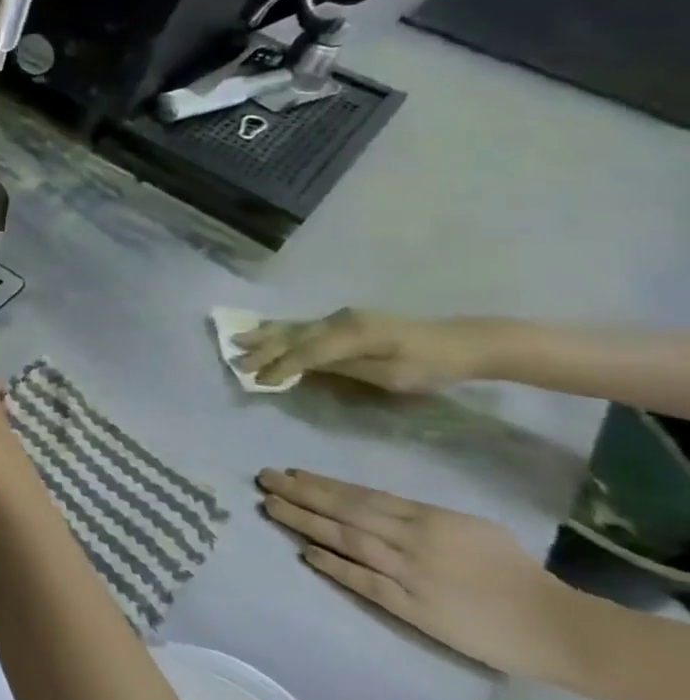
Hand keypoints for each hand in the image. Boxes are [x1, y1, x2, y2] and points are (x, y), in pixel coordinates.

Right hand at [236, 309, 495, 391]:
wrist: (465, 342)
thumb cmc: (432, 366)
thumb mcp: (391, 376)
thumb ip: (345, 369)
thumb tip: (306, 368)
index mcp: (350, 335)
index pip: (305, 352)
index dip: (280, 367)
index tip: (258, 382)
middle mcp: (338, 320)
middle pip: (292, 335)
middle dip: (262, 348)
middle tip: (234, 359)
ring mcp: (341, 318)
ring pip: (294, 326)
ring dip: (265, 335)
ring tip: (237, 339)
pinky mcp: (345, 320)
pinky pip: (304, 325)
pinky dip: (281, 329)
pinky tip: (267, 329)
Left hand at [257, 468, 582, 678]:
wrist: (558, 628)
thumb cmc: (516, 573)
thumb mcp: (468, 528)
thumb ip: (418, 516)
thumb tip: (369, 505)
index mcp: (428, 518)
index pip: (361, 495)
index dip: (321, 483)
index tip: (289, 473)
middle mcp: (412, 539)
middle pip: (344, 510)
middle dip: (300, 493)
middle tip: (264, 480)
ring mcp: (409, 573)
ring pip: (345, 540)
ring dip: (304, 522)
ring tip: (271, 507)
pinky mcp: (412, 607)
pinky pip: (364, 581)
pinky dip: (333, 565)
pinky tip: (305, 552)